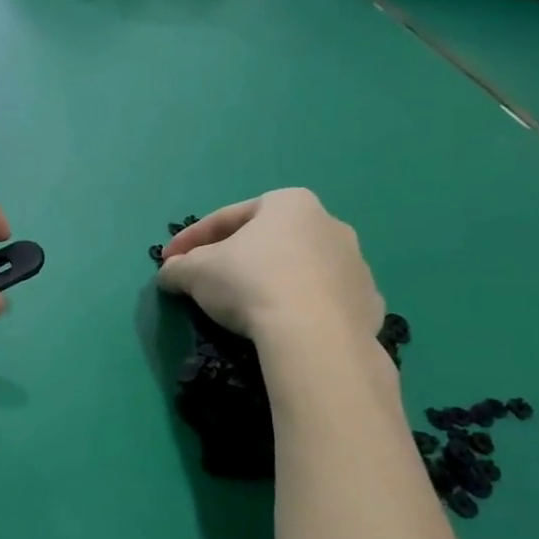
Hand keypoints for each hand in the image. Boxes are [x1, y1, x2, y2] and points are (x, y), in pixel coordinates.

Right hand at [157, 190, 381, 344]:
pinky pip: (324, 300)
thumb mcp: (196, 272)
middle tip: (208, 280)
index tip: (169, 261)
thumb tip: (169, 273)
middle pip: (268, 240)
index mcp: (287, 203)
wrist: (314, 335)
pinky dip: (302, 308)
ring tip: (248, 308)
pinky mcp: (369, 302)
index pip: (226, 218)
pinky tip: (284, 326)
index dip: (190, 240)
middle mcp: (328, 223)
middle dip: (236, 257)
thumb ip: (178, 268)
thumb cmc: (250, 283)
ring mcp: (355, 263)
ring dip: (272, 281)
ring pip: (299, 269)